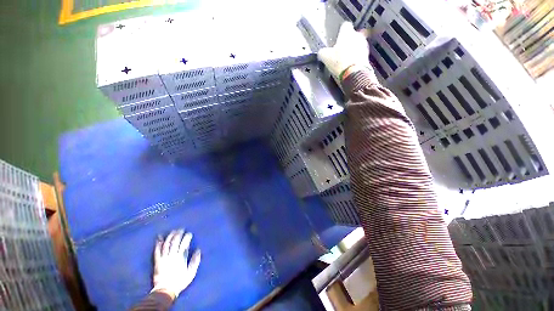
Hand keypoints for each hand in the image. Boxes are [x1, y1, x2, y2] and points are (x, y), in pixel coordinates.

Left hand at [151, 229, 200, 299]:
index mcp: (181, 257)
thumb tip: (198, 250)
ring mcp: (164, 258)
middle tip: (181, 229)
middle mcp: (172, 255)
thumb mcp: (191, 272)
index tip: (189, 233)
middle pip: (175, 241)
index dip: (187, 237)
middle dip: (179, 234)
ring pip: (167, 244)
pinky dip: (158, 244)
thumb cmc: (180, 281)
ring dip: (170, 237)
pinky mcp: (157, 262)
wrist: (166, 290)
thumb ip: (195, 261)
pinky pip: (157, 251)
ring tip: (172, 231)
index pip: (185, 243)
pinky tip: (159, 239)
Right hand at [318, 22, 373, 81]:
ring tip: (344, 60)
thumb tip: (321, 52)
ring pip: (357, 45)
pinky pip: (360, 55)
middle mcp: (357, 36)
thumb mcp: (325, 57)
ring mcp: (363, 46)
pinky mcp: (367, 56)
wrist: (353, 73)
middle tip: (339, 51)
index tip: (337, 37)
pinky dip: (355, 58)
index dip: (340, 31)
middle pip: (352, 35)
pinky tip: (349, 66)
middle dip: (346, 42)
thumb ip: (322, 52)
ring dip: (352, 50)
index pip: (345, 25)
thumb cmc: (340, 62)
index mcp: (347, 32)